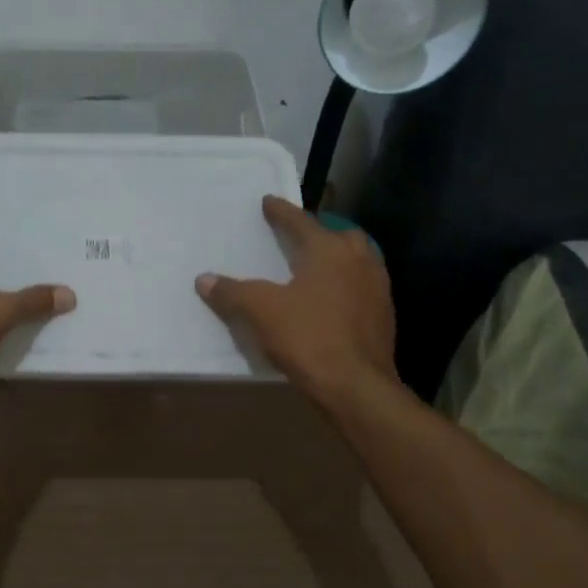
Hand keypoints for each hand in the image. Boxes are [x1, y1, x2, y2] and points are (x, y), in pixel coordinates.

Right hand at [195, 195, 397, 406]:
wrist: (356, 386)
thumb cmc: (308, 338)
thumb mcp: (260, 312)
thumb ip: (232, 292)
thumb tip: (204, 279)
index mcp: (329, 250)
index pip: (300, 222)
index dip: (281, 212)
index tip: (268, 202)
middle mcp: (358, 260)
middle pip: (336, 236)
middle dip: (317, 233)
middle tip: (296, 238)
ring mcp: (377, 288)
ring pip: (354, 261)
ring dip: (334, 260)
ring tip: (311, 269)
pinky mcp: (383, 316)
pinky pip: (360, 288)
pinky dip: (343, 287)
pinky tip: (328, 302)